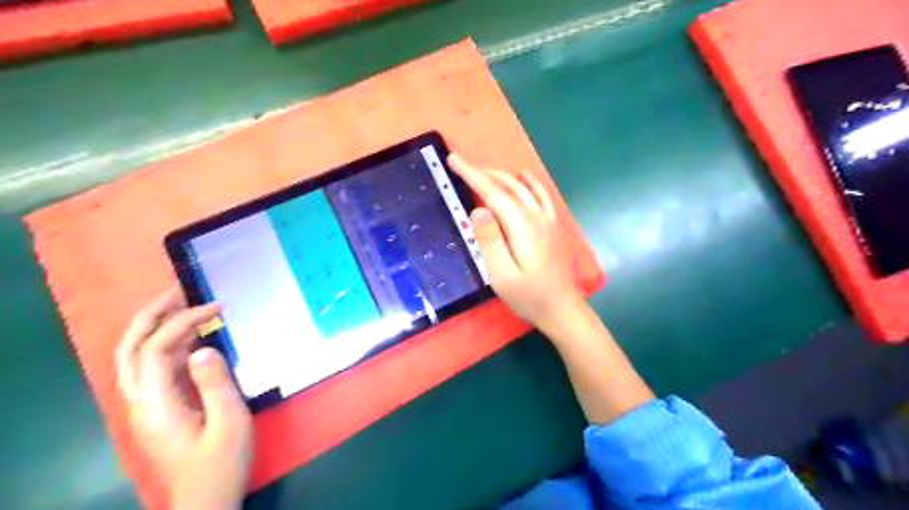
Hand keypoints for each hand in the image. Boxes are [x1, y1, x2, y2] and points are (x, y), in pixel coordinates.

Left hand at [115, 289, 253, 509]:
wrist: (207, 497)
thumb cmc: (222, 461)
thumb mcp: (229, 421)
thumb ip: (215, 383)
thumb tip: (203, 347)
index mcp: (156, 404)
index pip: (157, 349)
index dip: (184, 321)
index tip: (218, 307)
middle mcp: (141, 401)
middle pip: (130, 349)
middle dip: (151, 316)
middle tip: (179, 290)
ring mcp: (147, 406)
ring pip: (135, 357)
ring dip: (154, 327)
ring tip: (183, 304)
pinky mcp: (160, 408)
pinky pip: (154, 368)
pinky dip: (168, 345)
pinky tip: (193, 337)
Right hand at [446, 155, 580, 327]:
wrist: (563, 310)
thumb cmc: (529, 297)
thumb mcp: (502, 275)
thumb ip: (490, 241)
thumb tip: (477, 209)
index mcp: (522, 226)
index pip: (494, 193)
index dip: (472, 175)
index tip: (454, 160)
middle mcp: (536, 217)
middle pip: (508, 186)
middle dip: (483, 172)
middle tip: (460, 165)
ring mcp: (547, 220)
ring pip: (523, 188)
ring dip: (501, 175)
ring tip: (482, 171)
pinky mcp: (552, 227)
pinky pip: (541, 196)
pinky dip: (530, 183)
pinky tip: (524, 176)